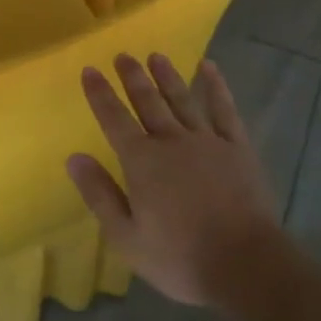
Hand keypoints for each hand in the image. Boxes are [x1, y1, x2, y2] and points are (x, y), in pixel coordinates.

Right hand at [66, 54, 284, 310]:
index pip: (114, 119)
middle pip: (147, 102)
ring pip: (182, 100)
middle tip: (123, 55)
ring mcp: (208, 141)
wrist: (246, 265)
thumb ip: (99, 194)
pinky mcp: (238, 148)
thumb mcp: (126, 237)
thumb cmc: (180, 257)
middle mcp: (171, 141)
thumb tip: (74, 158)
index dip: (100, 94)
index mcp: (141, 161)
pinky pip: (224, 110)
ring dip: (167, 76)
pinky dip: (216, 87)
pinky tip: (209, 68)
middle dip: (132, 78)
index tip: (89, 70)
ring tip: (156, 56)